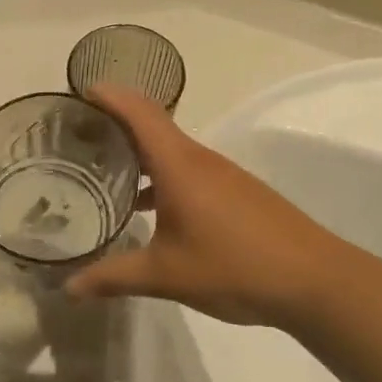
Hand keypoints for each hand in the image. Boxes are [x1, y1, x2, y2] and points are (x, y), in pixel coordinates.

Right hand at [65, 86, 336, 326]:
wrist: (314, 280)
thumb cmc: (233, 267)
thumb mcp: (165, 275)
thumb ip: (113, 277)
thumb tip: (68, 288)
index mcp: (179, 165)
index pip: (139, 113)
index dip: (108, 96)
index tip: (77, 93)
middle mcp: (200, 161)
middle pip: (152, 126)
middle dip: (113, 126)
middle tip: (75, 139)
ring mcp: (222, 176)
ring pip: (171, 152)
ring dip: (138, 155)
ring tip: (103, 173)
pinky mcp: (236, 194)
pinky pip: (188, 172)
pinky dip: (160, 178)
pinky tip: (147, 209)